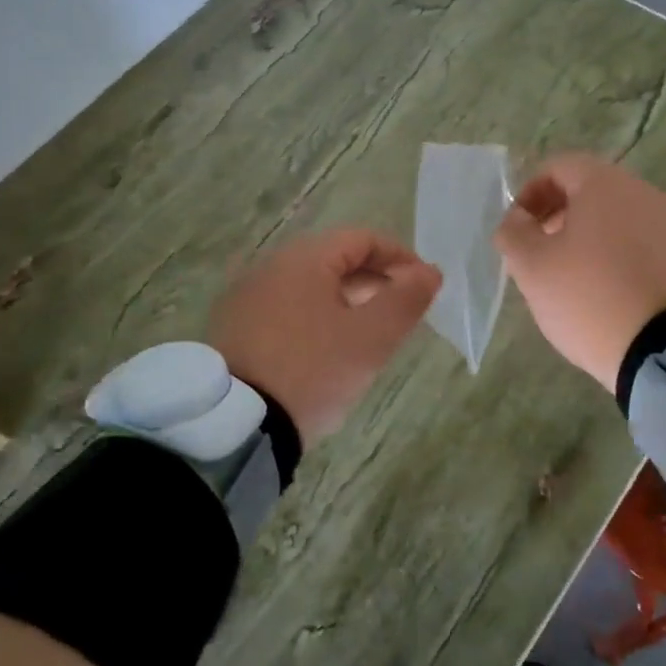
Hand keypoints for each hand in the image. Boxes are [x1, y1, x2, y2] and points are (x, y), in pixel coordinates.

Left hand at [209, 228, 441, 445]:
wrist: (235, 425)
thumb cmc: (312, 370)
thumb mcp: (370, 338)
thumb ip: (405, 300)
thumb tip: (430, 272)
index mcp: (304, 259)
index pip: (362, 239)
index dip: (399, 257)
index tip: (424, 286)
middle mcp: (270, 267)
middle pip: (334, 260)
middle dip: (374, 281)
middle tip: (401, 313)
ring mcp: (247, 297)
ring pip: (310, 286)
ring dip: (346, 301)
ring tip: (368, 335)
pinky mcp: (234, 328)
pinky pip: (286, 309)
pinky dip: (316, 318)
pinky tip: (326, 352)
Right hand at [494, 154, 665, 392]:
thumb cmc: (588, 296)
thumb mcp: (531, 267)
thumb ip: (513, 233)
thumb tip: (517, 220)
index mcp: (604, 183)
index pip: (558, 167)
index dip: (530, 193)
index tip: (517, 229)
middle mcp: (643, 191)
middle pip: (590, 190)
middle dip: (558, 214)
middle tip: (538, 252)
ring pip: (617, 217)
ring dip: (587, 236)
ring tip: (570, 276)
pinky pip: (640, 242)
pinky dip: (616, 254)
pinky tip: (604, 290)